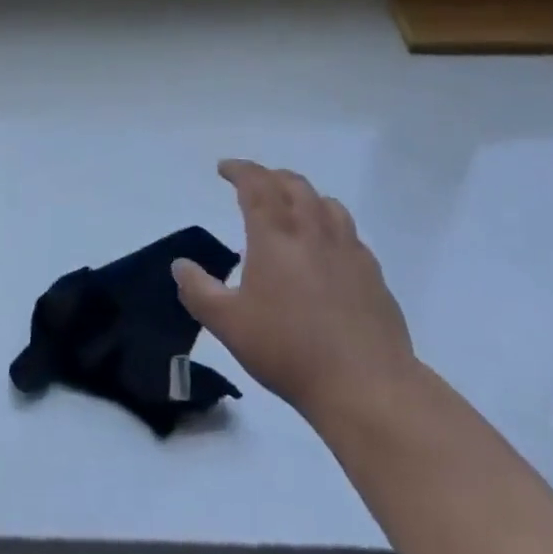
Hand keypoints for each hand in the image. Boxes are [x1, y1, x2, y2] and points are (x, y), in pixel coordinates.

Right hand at [173, 159, 416, 427]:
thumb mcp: (229, 324)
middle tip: (254, 184)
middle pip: (292, 185)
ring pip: (326, 202)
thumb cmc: (289, 350)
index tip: (224, 168)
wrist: (366, 385)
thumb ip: (199, 291)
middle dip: (270, 177)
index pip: (256, 184)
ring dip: (303, 195)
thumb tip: (180, 265)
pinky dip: (331, 225)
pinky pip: (349, 232)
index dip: (239, 170)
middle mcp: (312, 230)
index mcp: (275, 235)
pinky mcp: (372, 273)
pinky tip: (327, 248)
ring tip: (292, 207)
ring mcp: (347, 249)